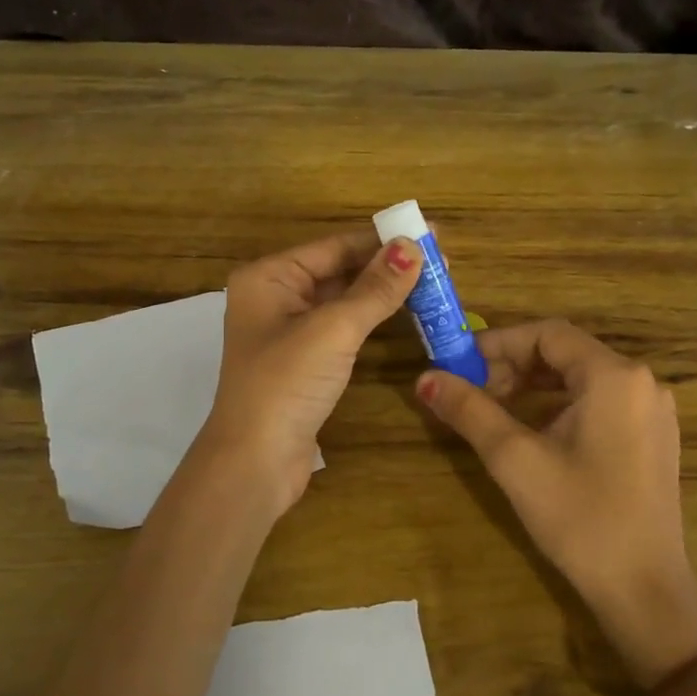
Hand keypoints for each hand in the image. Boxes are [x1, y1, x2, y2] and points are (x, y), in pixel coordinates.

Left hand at [201, 230, 423, 514]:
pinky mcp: (304, 361)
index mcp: (269, 277)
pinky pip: (343, 327)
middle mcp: (275, 296)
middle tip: (440, 260)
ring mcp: (289, 331)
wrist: (255, 462)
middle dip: (387, 265)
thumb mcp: (333, 329)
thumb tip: (413, 246)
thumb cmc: (286, 384)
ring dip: (383, 292)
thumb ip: (375, 288)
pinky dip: (372, 319)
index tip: (430, 233)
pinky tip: (403, 313)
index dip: (383, 240)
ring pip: (343, 300)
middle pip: (339, 270)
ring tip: (432, 282)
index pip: (335, 246)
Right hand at [416, 319, 696, 683]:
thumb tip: (424, 378)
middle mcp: (641, 381)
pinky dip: (560, 403)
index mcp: (614, 376)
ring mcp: (652, 410)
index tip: (460, 365)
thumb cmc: (579, 518)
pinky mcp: (653, 435)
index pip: (547, 334)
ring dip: (534, 384)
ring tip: (495, 409)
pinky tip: (534, 429)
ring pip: (581, 376)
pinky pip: (600, 399)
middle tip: (473, 391)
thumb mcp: (515, 459)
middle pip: (565, 352)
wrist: (644, 589)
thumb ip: (469, 410)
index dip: (498, 343)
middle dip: (513, 365)